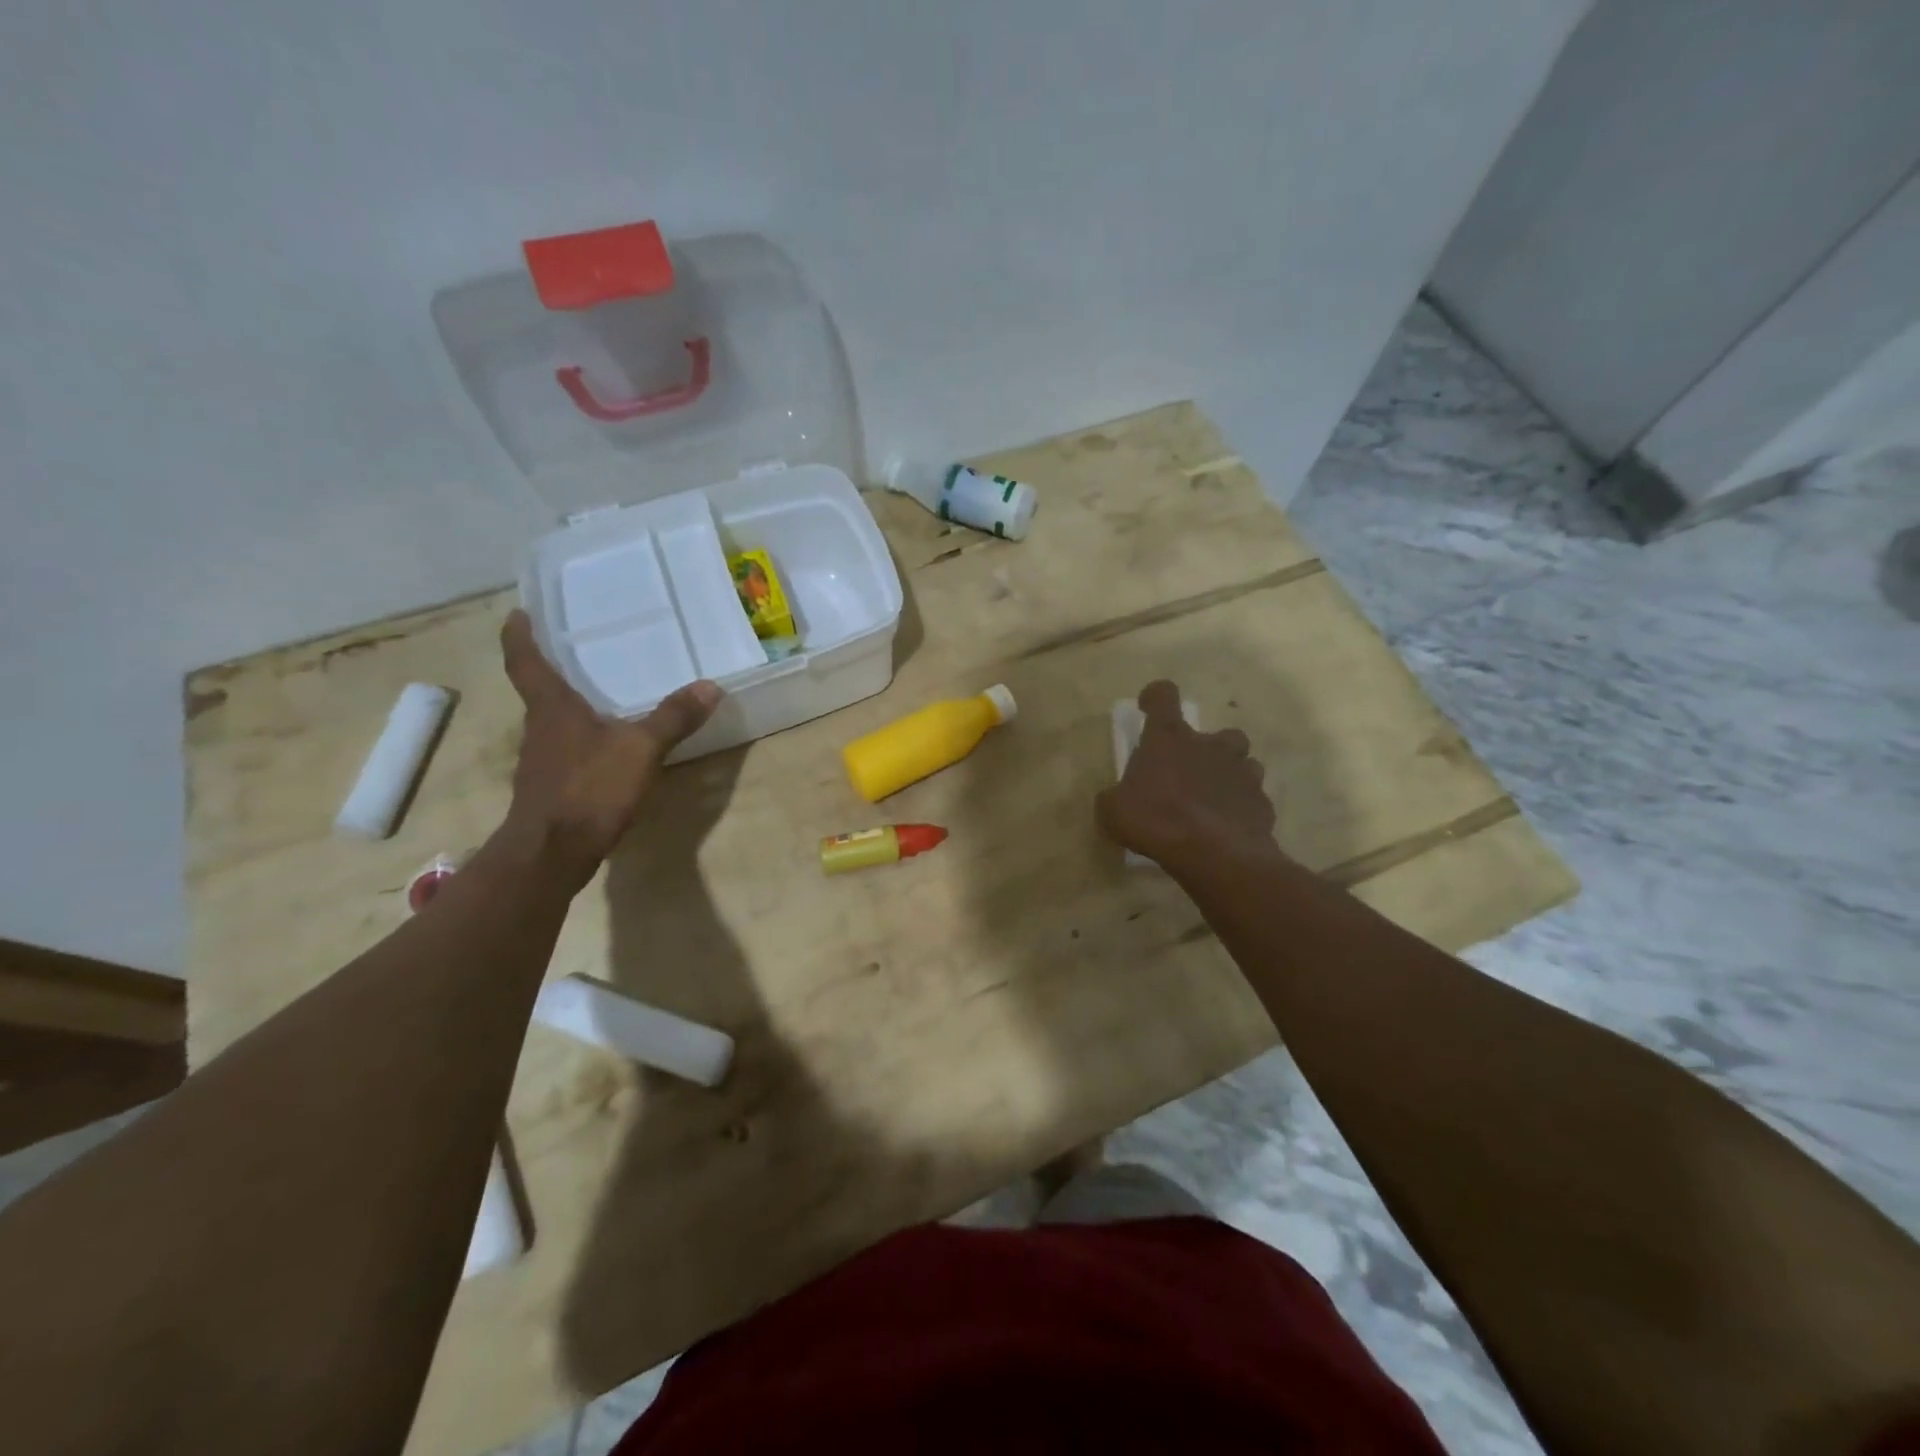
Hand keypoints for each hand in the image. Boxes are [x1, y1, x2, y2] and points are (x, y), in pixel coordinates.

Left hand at [498, 610, 722, 884]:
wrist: (552, 853)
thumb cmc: (589, 789)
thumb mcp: (641, 749)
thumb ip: (674, 718)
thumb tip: (710, 686)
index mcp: (551, 708)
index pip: (524, 661)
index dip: (519, 635)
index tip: (519, 613)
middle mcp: (539, 728)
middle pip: (539, 690)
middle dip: (554, 669)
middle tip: (581, 649)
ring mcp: (542, 761)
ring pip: (554, 722)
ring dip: (570, 706)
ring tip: (602, 694)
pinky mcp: (552, 787)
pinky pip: (567, 750)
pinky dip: (583, 740)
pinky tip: (609, 747)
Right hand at [1097, 680, 1278, 877]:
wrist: (1215, 854)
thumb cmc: (1157, 820)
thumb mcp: (1114, 811)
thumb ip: (1113, 798)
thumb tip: (1115, 799)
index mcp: (1170, 738)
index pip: (1164, 696)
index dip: (1155, 697)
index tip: (1148, 707)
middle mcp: (1210, 746)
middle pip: (1219, 733)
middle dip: (1208, 749)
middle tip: (1190, 773)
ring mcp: (1242, 773)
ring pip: (1244, 763)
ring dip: (1230, 776)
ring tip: (1213, 800)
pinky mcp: (1262, 803)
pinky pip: (1252, 799)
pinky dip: (1241, 809)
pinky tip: (1227, 828)